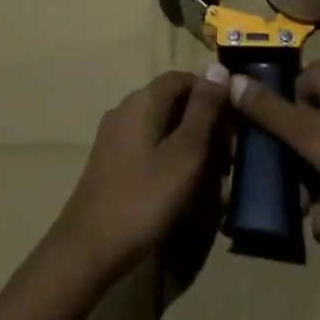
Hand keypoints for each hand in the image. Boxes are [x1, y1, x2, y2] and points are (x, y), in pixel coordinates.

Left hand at [50, 71, 228, 282]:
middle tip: (228, 164)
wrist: (85, 253)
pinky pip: (152, 153)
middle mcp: (127, 111)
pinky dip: (174, 167)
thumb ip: (204, 109)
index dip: (213, 96)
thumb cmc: (143, 199)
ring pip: (166, 133)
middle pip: (176, 105)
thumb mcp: (185, 154)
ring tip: (215, 189)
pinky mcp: (114, 165)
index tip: (234, 125)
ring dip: (194, 153)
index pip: (185, 78)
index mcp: (143, 101)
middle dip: (207, 130)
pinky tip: (189, 198)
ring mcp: (117, 139)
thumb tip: (219, 66)